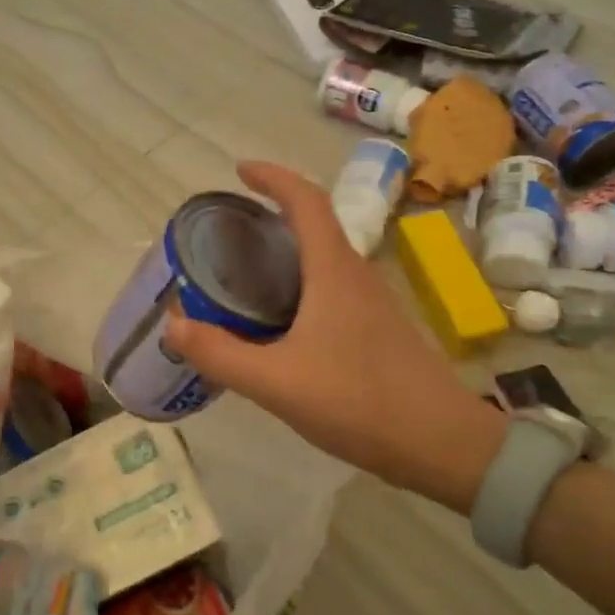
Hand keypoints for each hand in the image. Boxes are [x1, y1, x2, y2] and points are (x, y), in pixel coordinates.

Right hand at [164, 161, 505, 512]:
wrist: (441, 444)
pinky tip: (277, 323)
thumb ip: (220, 355)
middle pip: (314, 225)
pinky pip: (330, 289)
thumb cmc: (359, 402)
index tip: (239, 170)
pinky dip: (298, 286)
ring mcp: (371, 303)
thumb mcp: (276, 382)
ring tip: (243, 273)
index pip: (305, 201)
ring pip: (323, 260)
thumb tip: (172, 325)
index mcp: (333, 271)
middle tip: (227, 233)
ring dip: (286, 253)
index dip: (272, 177)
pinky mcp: (376, 330)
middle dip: (271, 216)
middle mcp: (355, 276)